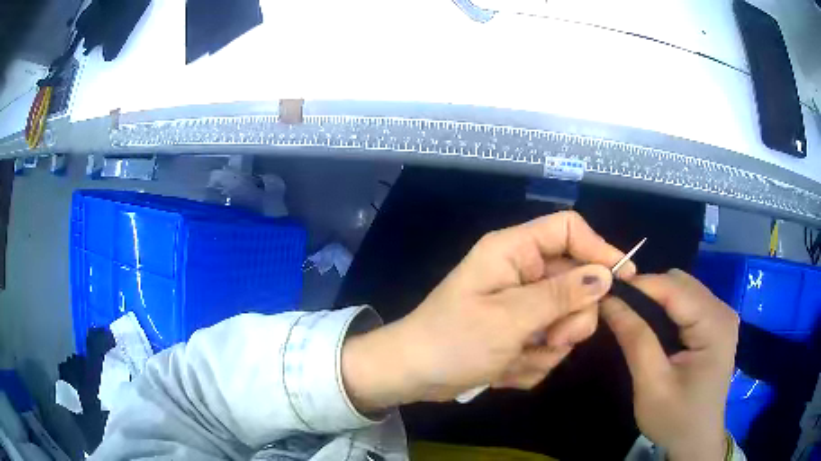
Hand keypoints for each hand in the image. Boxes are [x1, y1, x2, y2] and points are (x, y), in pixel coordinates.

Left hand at [342, 211, 633, 411]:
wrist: (414, 376)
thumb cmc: (452, 341)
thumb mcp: (509, 318)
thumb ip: (561, 294)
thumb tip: (606, 275)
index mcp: (514, 251)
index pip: (569, 229)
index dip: (599, 249)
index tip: (624, 280)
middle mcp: (523, 271)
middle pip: (578, 281)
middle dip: (570, 317)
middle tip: (549, 337)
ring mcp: (525, 305)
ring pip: (568, 319)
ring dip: (550, 346)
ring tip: (518, 356)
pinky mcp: (522, 332)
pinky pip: (550, 345)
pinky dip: (533, 361)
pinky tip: (507, 368)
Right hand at [601, 269, 738, 460]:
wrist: (696, 441)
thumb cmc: (675, 420)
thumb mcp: (651, 385)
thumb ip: (635, 340)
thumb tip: (608, 301)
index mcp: (714, 325)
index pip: (674, 287)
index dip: (639, 284)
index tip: (605, 291)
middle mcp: (723, 310)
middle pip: (680, 283)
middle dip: (647, 291)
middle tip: (617, 309)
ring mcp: (721, 315)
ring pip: (683, 289)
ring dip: (655, 298)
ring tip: (630, 316)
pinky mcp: (716, 324)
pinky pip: (687, 302)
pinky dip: (666, 308)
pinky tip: (653, 326)